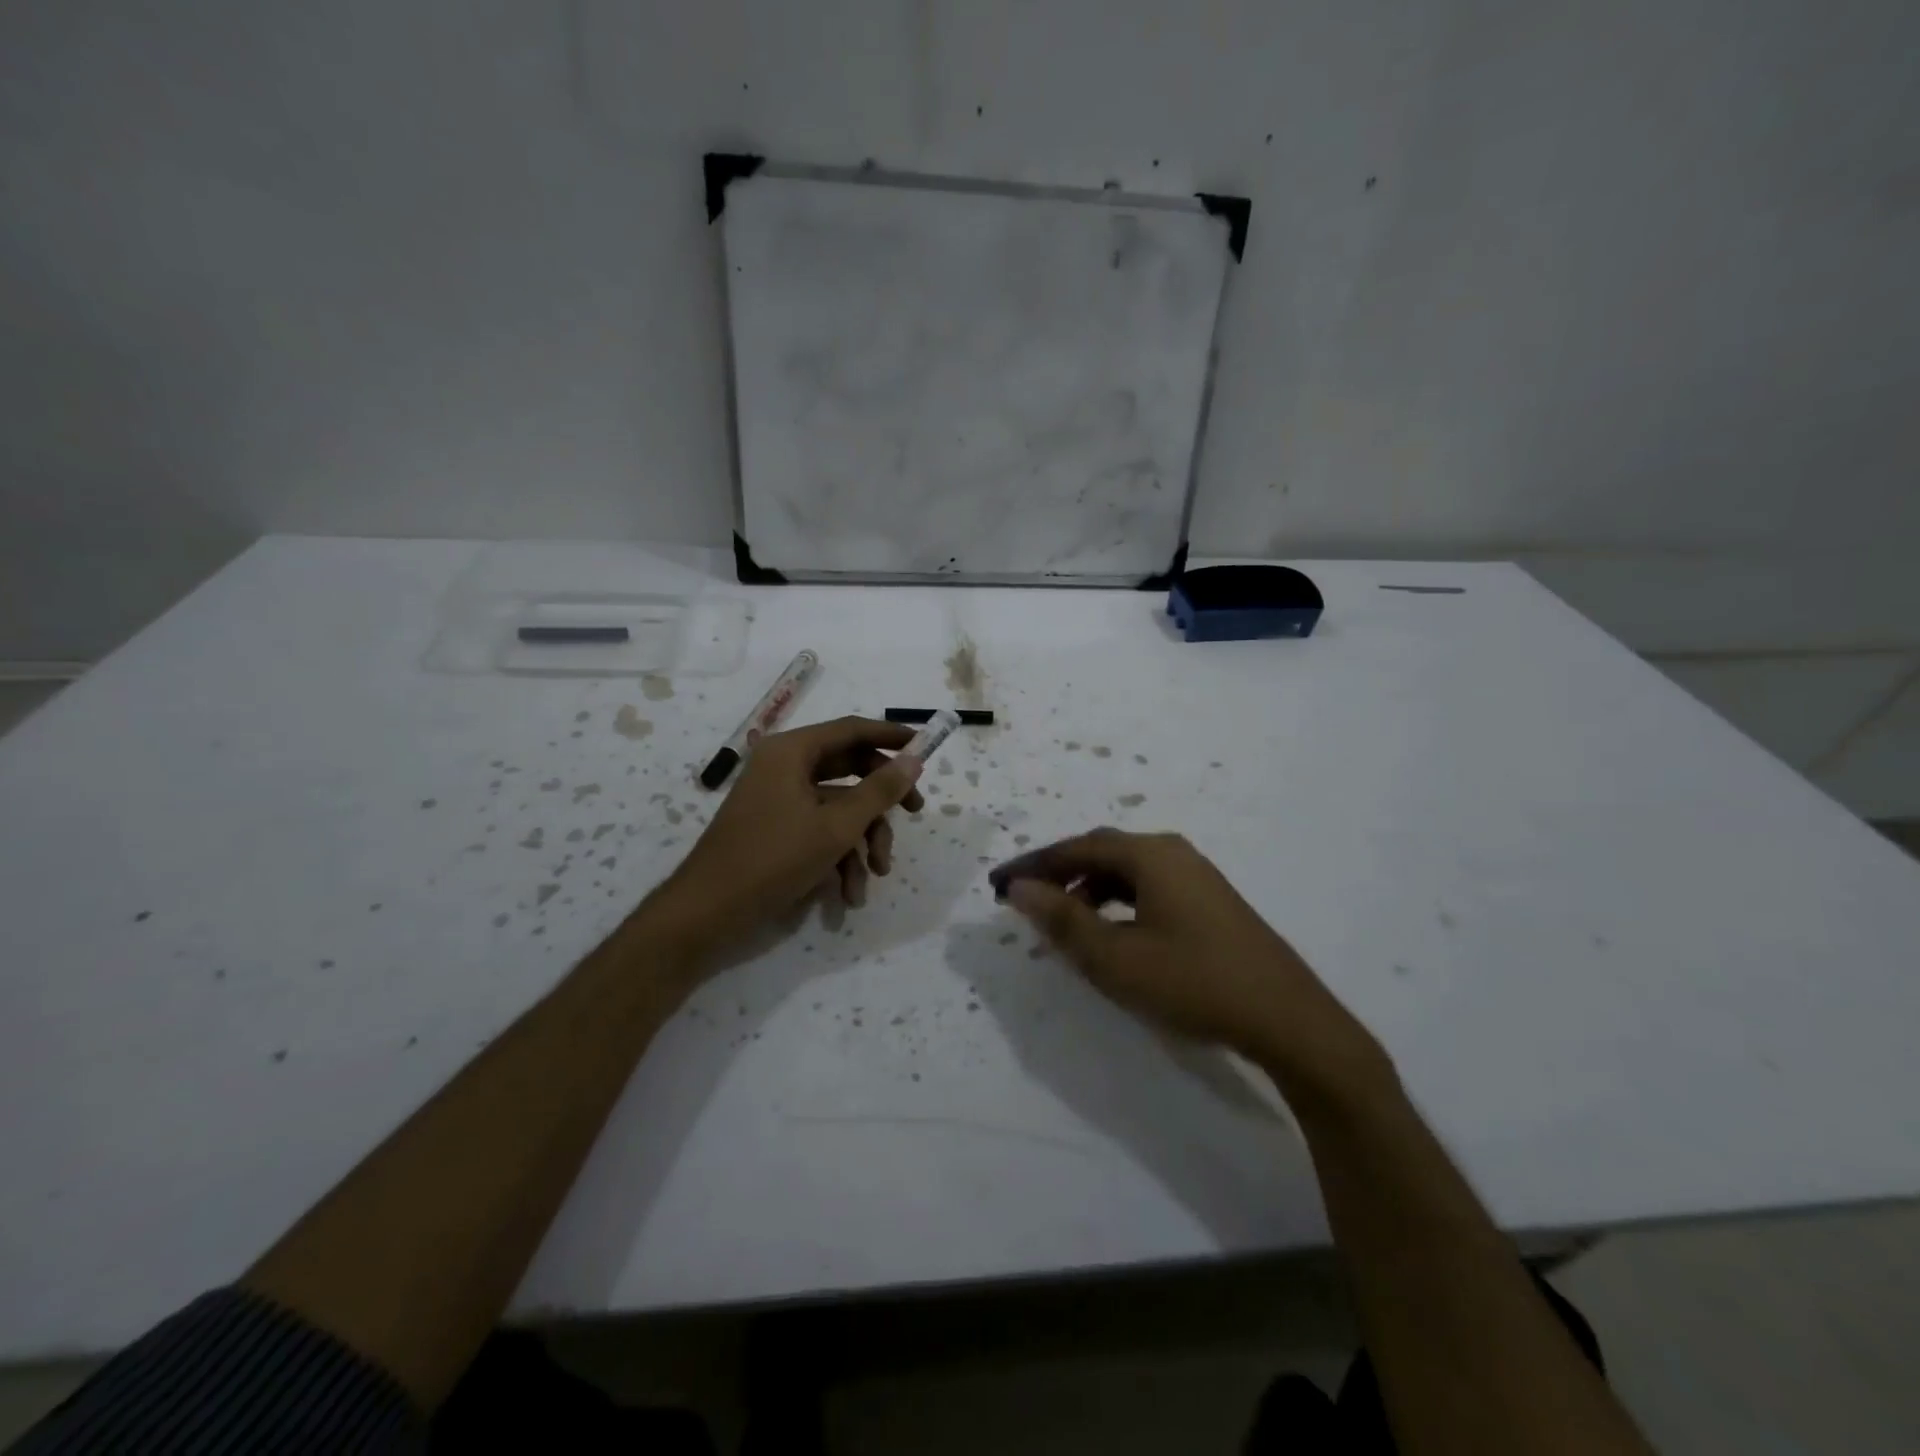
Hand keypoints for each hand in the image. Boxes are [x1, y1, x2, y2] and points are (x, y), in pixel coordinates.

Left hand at [653, 717, 924, 970]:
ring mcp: (779, 798)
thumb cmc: (773, 858)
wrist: (709, 913)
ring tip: (874, 876)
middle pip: (849, 769)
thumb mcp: (837, 826)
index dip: (890, 736)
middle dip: (881, 800)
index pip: (852, 730)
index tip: (925, 745)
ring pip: (839, 806)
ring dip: (862, 841)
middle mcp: (784, 767)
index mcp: (792, 751)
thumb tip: (914, 759)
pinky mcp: (777, 828)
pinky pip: (819, 829)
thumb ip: (880, 790)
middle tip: (914, 812)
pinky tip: (848, 894)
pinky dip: (839, 857)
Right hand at [991, 829, 1390, 1097]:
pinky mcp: (1210, 901)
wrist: (1289, 1019)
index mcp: (1150, 855)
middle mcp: (1173, 853)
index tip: (999, 885)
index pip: (1076, 848)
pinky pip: (1148, 888)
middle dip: (1059, 874)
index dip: (1034, 865)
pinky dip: (1117, 902)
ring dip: (1088, 889)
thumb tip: (1019, 888)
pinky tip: (1111, 931)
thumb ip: (1063, 920)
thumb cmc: (1194, 983)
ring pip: (1126, 871)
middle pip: (1101, 852)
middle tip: (1025, 899)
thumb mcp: (1116, 958)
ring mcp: (1196, 876)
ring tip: (1062, 919)